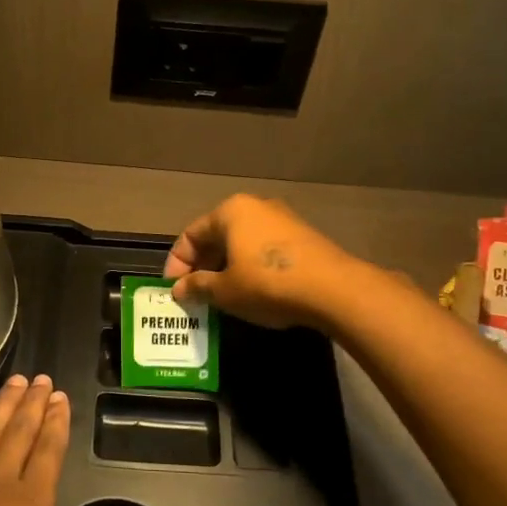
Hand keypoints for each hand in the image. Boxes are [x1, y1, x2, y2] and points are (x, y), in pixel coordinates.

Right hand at [162, 194, 359, 330]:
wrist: (333, 290)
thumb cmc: (267, 284)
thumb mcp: (224, 290)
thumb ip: (197, 287)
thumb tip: (179, 290)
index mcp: (231, 211)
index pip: (191, 235)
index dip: (176, 263)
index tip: (173, 290)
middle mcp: (256, 207)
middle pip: (217, 236)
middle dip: (201, 266)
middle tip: (194, 295)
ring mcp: (283, 220)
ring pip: (241, 244)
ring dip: (225, 269)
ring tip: (219, 297)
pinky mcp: (302, 238)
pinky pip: (263, 251)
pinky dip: (249, 269)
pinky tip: (250, 293)